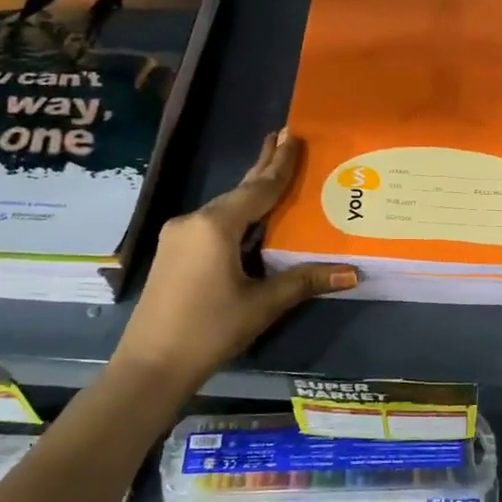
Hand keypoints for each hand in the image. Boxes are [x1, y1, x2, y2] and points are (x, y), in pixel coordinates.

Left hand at [112, 131, 355, 392]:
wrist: (151, 365)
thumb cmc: (210, 330)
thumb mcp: (262, 305)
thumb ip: (304, 281)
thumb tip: (351, 273)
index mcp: (216, 226)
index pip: (258, 189)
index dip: (280, 164)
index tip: (293, 135)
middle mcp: (193, 221)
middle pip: (238, 191)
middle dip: (263, 166)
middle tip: (282, 135)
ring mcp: (178, 236)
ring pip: (223, 208)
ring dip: (248, 192)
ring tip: (271, 172)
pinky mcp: (172, 253)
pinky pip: (210, 224)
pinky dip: (235, 215)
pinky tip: (246, 218)